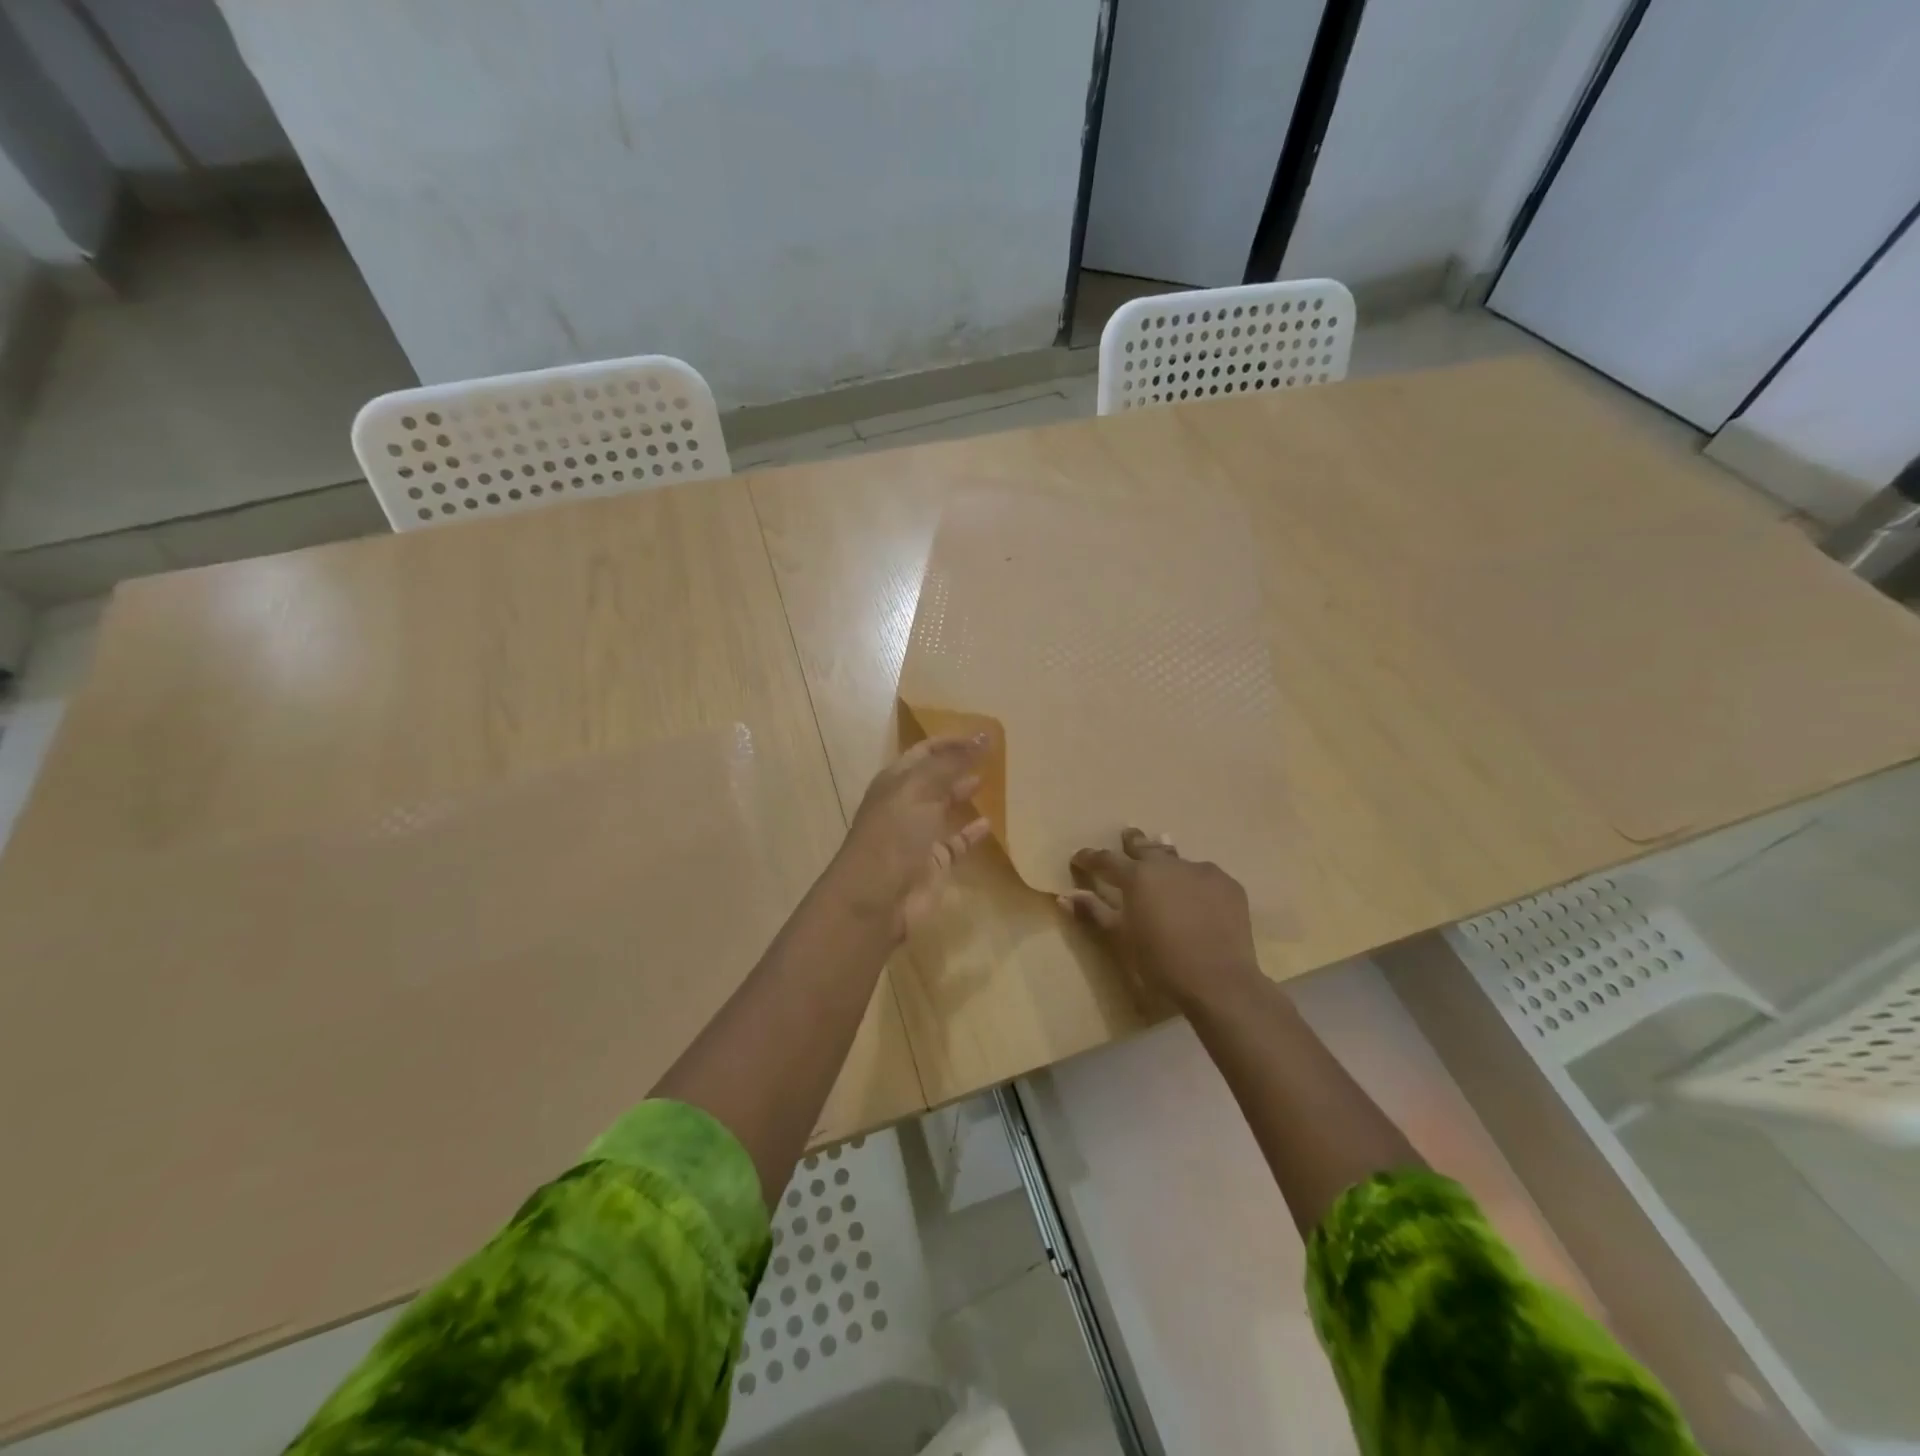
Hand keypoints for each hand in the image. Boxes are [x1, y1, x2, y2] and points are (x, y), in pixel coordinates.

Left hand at [829, 735, 991, 939]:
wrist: (877, 897)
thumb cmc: (894, 834)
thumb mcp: (920, 789)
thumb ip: (952, 762)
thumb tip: (984, 735)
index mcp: (896, 781)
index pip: (924, 751)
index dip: (950, 741)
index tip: (983, 735)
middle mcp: (906, 804)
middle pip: (935, 777)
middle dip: (959, 764)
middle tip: (994, 754)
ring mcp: (919, 835)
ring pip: (945, 808)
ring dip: (965, 793)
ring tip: (994, 779)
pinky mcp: (934, 863)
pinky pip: (957, 842)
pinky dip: (972, 832)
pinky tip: (990, 822)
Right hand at [1062, 829, 1263, 1012]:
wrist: (1219, 981)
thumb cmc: (1161, 962)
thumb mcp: (1121, 939)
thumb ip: (1094, 912)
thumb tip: (1065, 896)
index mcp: (1137, 876)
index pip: (1106, 860)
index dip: (1090, 858)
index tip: (1079, 858)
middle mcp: (1167, 865)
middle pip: (1145, 847)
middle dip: (1132, 842)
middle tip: (1127, 835)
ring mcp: (1201, 871)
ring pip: (1177, 858)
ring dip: (1166, 858)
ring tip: (1163, 852)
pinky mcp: (1228, 884)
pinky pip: (1205, 876)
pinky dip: (1194, 881)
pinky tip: (1197, 893)